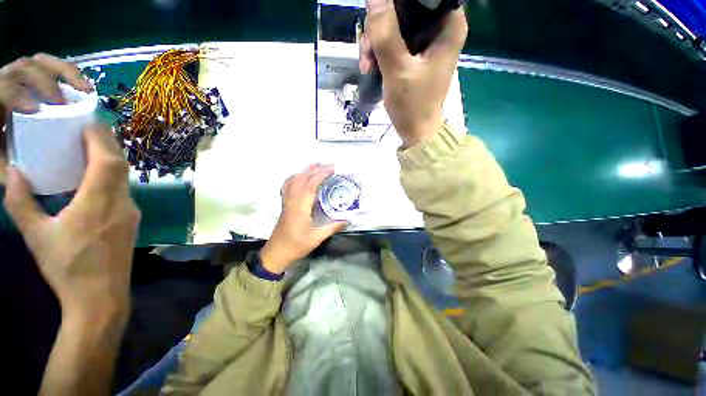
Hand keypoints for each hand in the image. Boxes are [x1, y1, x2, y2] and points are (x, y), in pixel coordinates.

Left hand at [0, 54, 92, 181]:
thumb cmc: (0, 149)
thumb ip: (7, 167)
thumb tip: (24, 173)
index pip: (4, 86)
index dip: (17, 93)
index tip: (36, 110)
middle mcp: (8, 80)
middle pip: (26, 67)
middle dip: (46, 82)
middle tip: (64, 103)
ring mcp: (24, 77)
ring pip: (42, 62)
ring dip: (65, 73)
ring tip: (85, 91)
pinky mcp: (39, 80)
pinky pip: (54, 67)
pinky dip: (71, 73)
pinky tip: (84, 87)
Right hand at [3, 124, 139, 324]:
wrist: (100, 298)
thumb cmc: (67, 269)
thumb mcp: (37, 236)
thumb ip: (21, 203)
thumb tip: (14, 173)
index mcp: (99, 202)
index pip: (108, 160)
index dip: (100, 138)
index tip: (87, 122)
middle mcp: (122, 203)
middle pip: (120, 165)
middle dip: (105, 144)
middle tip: (86, 130)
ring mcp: (131, 212)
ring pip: (125, 178)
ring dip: (110, 160)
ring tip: (89, 149)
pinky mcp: (131, 221)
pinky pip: (124, 191)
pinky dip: (112, 177)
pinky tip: (96, 177)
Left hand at [260, 164, 348, 273]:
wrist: (276, 253)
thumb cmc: (297, 245)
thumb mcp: (317, 237)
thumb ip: (333, 227)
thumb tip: (348, 220)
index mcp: (300, 207)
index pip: (310, 185)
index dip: (321, 175)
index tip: (333, 169)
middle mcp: (292, 200)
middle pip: (301, 178)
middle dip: (315, 169)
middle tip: (329, 165)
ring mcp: (286, 201)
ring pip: (293, 179)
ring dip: (304, 170)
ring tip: (316, 165)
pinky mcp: (284, 204)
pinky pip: (287, 185)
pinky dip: (295, 177)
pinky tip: (301, 176)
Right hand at [360, 0, 466, 146]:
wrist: (416, 130)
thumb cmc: (413, 105)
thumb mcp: (397, 70)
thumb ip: (385, 33)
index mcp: (449, 24)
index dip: (396, 3)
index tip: (378, 19)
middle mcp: (441, 26)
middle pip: (405, 7)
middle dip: (380, 27)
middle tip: (367, 52)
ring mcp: (427, 40)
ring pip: (396, 23)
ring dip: (376, 42)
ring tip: (366, 65)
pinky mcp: (416, 52)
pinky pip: (394, 39)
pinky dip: (379, 51)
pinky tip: (370, 67)